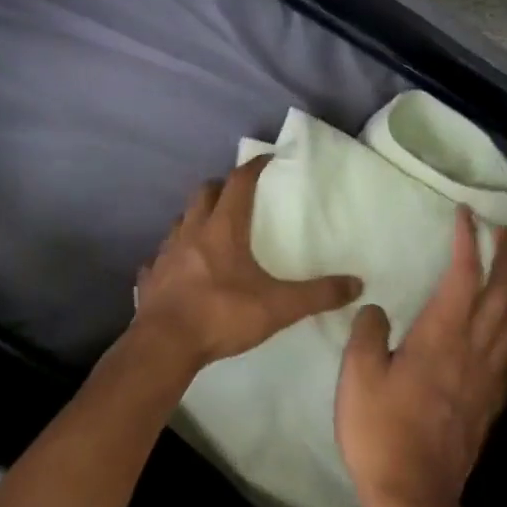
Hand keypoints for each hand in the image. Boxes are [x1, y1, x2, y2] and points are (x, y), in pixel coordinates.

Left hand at [133, 156, 360, 374]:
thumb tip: (357, 284)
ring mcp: (166, 255)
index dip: (254, 167)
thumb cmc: (222, 314)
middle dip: (220, 187)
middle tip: (237, 194)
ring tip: (209, 230)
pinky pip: (159, 258)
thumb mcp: (279, 306)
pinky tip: (178, 269)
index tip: (267, 160)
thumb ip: (318, 294)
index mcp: (223, 229)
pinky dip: (171, 257)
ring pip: (179, 222)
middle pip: (203, 193)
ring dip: (194, 218)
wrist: (164, 347)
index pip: (239, 183)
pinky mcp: (150, 279)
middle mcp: (192, 232)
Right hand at [336, 207, 506, 506]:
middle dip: (506, 257)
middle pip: (502, 293)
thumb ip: (367, 334)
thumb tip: (377, 310)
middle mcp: (473, 349)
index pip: (463, 276)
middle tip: (506, 231)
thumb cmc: (380, 432)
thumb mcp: (357, 377)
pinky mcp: (492, 401)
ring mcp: (488, 377)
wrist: (413, 496)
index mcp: (441, 337)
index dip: (467, 242)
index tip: (467, 215)